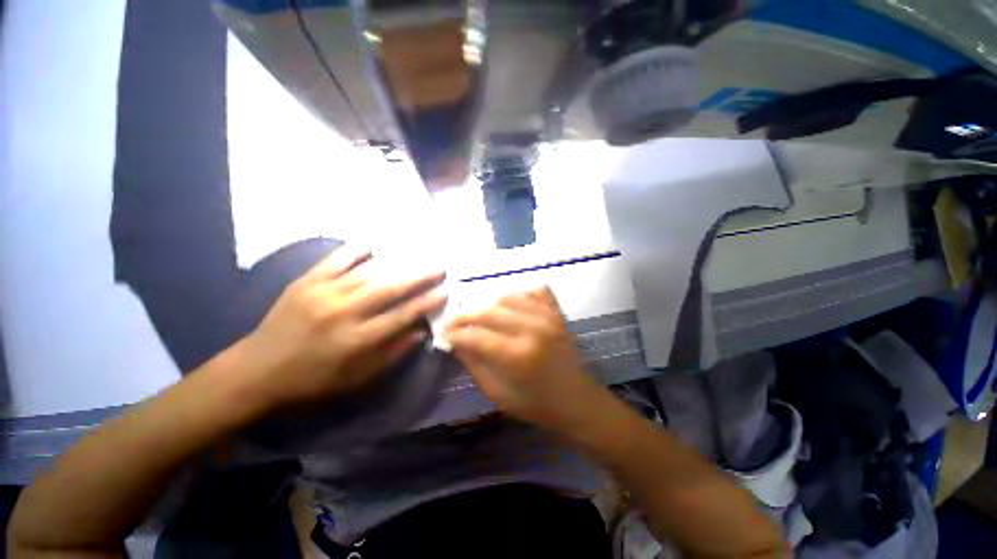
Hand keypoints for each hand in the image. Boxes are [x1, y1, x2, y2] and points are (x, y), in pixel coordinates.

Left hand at [239, 246, 445, 409]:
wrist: (258, 369)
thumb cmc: (314, 378)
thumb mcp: (357, 377)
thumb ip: (392, 353)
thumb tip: (420, 332)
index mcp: (356, 340)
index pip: (401, 315)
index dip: (426, 303)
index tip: (444, 292)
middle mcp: (343, 313)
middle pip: (389, 289)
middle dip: (419, 276)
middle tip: (440, 266)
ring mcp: (322, 293)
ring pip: (368, 272)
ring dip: (397, 262)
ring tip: (418, 254)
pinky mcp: (306, 281)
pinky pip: (336, 260)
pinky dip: (356, 250)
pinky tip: (374, 243)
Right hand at [443, 286, 606, 433]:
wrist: (578, 401)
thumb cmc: (537, 405)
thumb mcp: (498, 394)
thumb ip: (475, 365)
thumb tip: (455, 342)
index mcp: (518, 355)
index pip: (476, 335)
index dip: (454, 333)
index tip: (444, 334)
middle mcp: (533, 329)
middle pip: (489, 311)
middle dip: (465, 315)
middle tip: (455, 322)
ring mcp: (548, 317)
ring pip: (509, 297)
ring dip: (489, 305)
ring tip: (482, 317)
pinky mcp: (557, 313)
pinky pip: (534, 291)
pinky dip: (519, 295)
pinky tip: (511, 307)